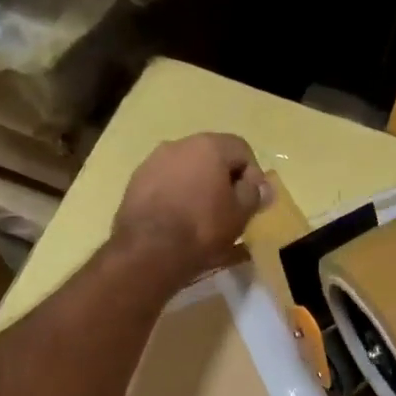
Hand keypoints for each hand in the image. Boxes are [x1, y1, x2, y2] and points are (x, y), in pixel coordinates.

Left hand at [113, 133, 271, 285]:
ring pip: (185, 171)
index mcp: (208, 146)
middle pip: (211, 157)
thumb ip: (254, 194)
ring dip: (198, 188)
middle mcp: (178, 145)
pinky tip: (178, 222)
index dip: (252, 174)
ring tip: (202, 218)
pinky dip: (176, 198)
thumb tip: (261, 185)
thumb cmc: (202, 228)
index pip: (241, 149)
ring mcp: (152, 162)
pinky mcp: (135, 183)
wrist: (148, 250)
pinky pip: (165, 185)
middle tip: (229, 209)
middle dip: (223, 180)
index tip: (252, 201)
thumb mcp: (240, 214)